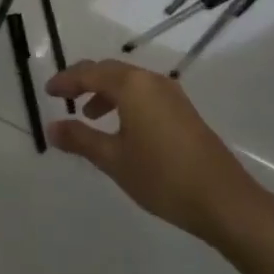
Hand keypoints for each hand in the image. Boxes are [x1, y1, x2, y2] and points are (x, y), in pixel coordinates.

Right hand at [45, 59, 260, 245]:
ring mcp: (172, 96)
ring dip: (106, 93)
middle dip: (84, 82)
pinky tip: (121, 129)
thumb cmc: (162, 176)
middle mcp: (152, 82)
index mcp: (132, 86)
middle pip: (110, 71)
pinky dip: (125, 102)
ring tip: (90, 116)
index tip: (47, 93)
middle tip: (64, 98)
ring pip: (129, 83)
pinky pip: (145, 95)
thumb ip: (80, 139)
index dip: (65, 81)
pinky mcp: (184, 113)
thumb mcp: (113, 159)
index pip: (89, 73)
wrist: (225, 201)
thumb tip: (52, 127)